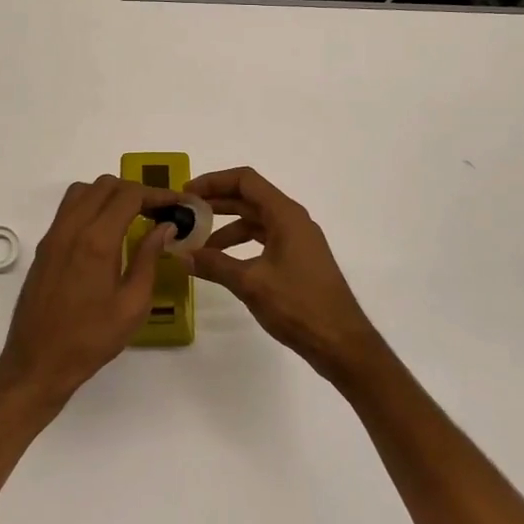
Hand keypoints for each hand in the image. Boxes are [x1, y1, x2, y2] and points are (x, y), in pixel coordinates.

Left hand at [0, 175, 176, 403]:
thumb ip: (149, 259)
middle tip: (157, 212)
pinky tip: (106, 232)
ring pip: (83, 191)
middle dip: (135, 191)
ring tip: (131, 217)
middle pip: (105, 185)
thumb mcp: (133, 305)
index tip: (176, 203)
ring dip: (109, 194)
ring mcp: (53, 235)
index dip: (156, 194)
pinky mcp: (44, 246)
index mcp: (97, 240)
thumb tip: (165, 227)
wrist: (38, 361)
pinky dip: (90, 206)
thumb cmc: (91, 338)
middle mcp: (72, 228)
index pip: (129, 195)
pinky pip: (68, 209)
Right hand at [184, 167, 381, 381]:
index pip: (245, 180)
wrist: (341, 343)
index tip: (187, 193)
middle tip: (186, 214)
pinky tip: (223, 263)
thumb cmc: (298, 305)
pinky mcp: (298, 260)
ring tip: (199, 245)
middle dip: (216, 203)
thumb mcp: (250, 283)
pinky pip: (264, 240)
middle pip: (249, 198)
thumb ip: (214, 265)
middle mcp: (293, 220)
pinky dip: (241, 245)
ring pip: (256, 221)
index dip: (214, 181)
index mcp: (286, 215)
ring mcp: (297, 240)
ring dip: (226, 228)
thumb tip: (181, 254)